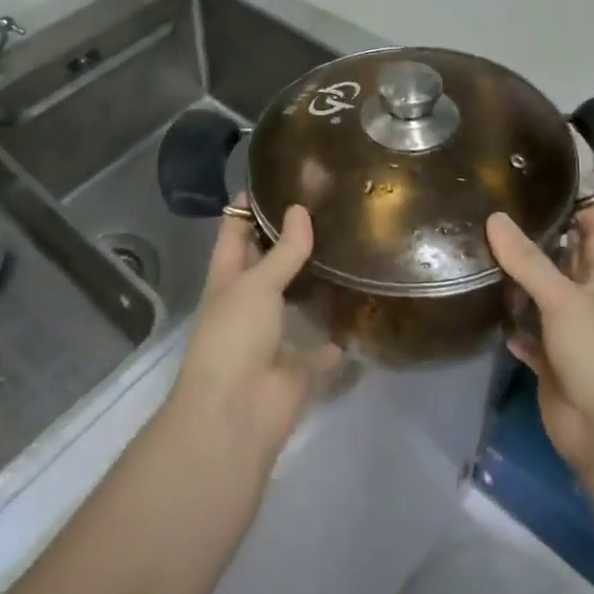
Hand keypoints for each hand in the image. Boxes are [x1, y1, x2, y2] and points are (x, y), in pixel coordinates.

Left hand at [169, 203, 336, 471]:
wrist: (236, 416)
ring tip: (351, 241)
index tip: (274, 177)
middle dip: (291, 238)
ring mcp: (274, 335)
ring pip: (297, 299)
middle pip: (269, 262)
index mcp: (228, 278)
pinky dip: (339, 332)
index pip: (235, 232)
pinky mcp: (299, 365)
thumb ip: (283, 250)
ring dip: (317, 279)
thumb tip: (300, 210)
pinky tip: (365, 304)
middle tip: (328, 204)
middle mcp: (249, 302)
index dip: (247, 207)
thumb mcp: (255, 284)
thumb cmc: (234, 337)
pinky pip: (324, 344)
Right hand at [488, 204, 593, 478]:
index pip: (593, 224)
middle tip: (492, 202)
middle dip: (533, 233)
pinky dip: (509, 321)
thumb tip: (494, 217)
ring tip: (475, 243)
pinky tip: (482, 304)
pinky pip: (525, 332)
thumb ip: (529, 260)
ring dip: (514, 277)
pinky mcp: (549, 359)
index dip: (578, 198)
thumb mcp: (564, 299)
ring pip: (537, 292)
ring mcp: (567, 329)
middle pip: (559, 255)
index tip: (547, 170)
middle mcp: (585, 295)